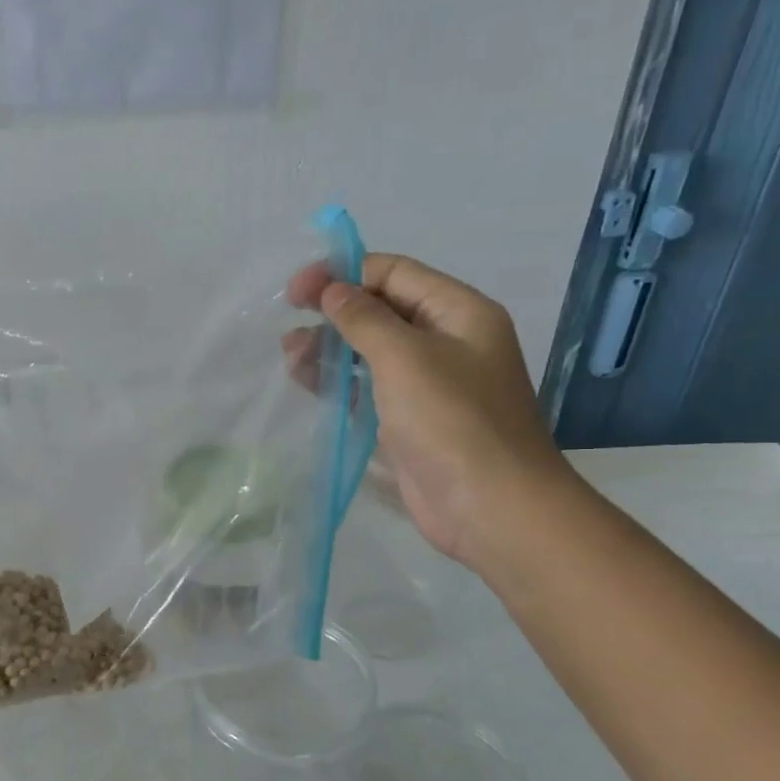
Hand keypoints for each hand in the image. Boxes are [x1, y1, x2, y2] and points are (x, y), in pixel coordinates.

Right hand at [290, 254, 574, 567]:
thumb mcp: (405, 357)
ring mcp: (428, 384)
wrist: (490, 507)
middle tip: (289, 324)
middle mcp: (447, 341)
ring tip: (291, 357)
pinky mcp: (410, 420)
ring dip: (330, 348)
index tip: (297, 290)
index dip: (344, 273)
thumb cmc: (452, 421)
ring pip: (370, 351)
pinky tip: (307, 381)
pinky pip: (369, 388)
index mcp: (459, 312)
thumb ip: (364, 318)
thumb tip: (333, 290)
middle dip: (334, 313)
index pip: (395, 273)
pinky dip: (338, 382)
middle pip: (381, 310)